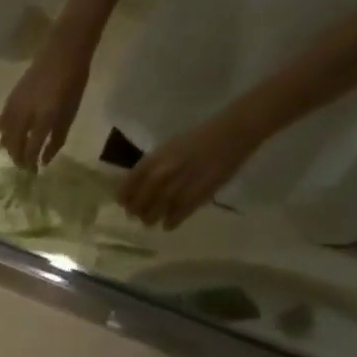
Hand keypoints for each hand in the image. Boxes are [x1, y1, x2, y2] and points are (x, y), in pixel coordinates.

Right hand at [0, 42, 92, 169]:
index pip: (31, 149)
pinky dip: (4, 133)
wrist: (63, 49)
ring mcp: (16, 106)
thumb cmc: (73, 80)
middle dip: (18, 158)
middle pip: (14, 145)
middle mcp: (26, 114)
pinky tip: (8, 136)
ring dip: (9, 148)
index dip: (30, 163)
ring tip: (17, 152)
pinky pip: (1, 122)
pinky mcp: (10, 98)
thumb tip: (45, 160)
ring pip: (4, 136)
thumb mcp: (71, 112)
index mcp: (45, 117)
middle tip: (24, 166)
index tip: (33, 172)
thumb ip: (57, 138)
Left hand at [116, 109, 264, 228]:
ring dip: (151, 219)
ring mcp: (178, 186)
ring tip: (152, 220)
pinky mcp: (196, 196)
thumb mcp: (168, 148)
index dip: (124, 199)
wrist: (233, 132)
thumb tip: (135, 188)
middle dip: (137, 212)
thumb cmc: (198, 138)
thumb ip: (151, 167)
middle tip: (139, 215)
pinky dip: (170, 223)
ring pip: (154, 214)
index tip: (125, 204)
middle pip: (139, 204)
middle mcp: (162, 174)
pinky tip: (169, 224)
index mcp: (153, 160)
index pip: (127, 187)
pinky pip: (175, 217)